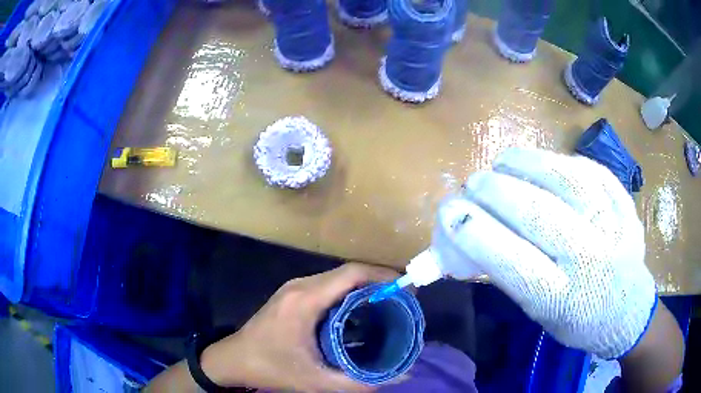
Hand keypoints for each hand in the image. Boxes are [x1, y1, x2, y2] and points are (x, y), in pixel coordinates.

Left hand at [201, 263, 398, 391]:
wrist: (233, 359)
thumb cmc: (271, 368)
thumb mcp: (315, 381)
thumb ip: (358, 383)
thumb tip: (398, 377)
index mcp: (305, 300)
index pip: (351, 274)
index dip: (382, 275)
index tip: (406, 286)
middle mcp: (300, 286)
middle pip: (346, 272)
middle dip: (377, 280)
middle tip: (402, 298)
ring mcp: (293, 288)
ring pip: (337, 277)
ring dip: (363, 285)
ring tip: (387, 303)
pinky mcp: (291, 294)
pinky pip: (327, 285)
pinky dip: (348, 292)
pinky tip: (359, 310)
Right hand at [442, 148, 655, 358]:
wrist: (629, 309)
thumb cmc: (578, 319)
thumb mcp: (540, 315)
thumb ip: (511, 274)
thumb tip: (473, 230)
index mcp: (564, 300)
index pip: (514, 263)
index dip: (477, 233)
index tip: (449, 212)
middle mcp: (592, 260)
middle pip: (539, 214)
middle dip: (496, 192)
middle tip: (473, 184)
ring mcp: (614, 225)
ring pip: (566, 180)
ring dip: (525, 165)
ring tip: (502, 162)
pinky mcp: (624, 202)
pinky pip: (588, 169)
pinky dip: (556, 161)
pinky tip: (539, 162)